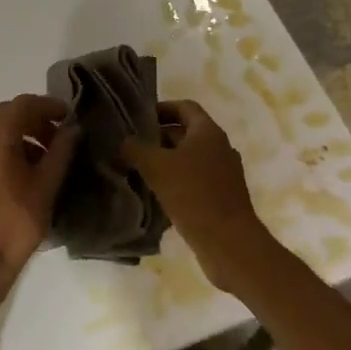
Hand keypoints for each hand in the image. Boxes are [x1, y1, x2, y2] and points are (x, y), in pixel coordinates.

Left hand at [0, 95, 81, 317]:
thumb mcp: (45, 186)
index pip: (23, 104)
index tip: (69, 117)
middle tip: (59, 138)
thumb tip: (72, 129)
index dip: (49, 106)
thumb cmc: (14, 224)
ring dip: (18, 136)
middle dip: (34, 121)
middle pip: (5, 115)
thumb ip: (61, 151)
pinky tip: (19, 172)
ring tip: (43, 158)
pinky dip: (0, 149)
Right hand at [122, 100, 268, 289]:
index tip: (138, 117)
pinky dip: (175, 181)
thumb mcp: (156, 167)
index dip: (162, 108)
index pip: (185, 107)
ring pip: (189, 158)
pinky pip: (194, 180)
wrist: (228, 242)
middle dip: (158, 137)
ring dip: (165, 161)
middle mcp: (220, 147)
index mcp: (208, 132)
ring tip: (137, 169)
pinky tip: (155, 194)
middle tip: (131, 145)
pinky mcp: (221, 197)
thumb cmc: (193, 195)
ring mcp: (223, 174)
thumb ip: (134, 149)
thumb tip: (122, 142)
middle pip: (186, 133)